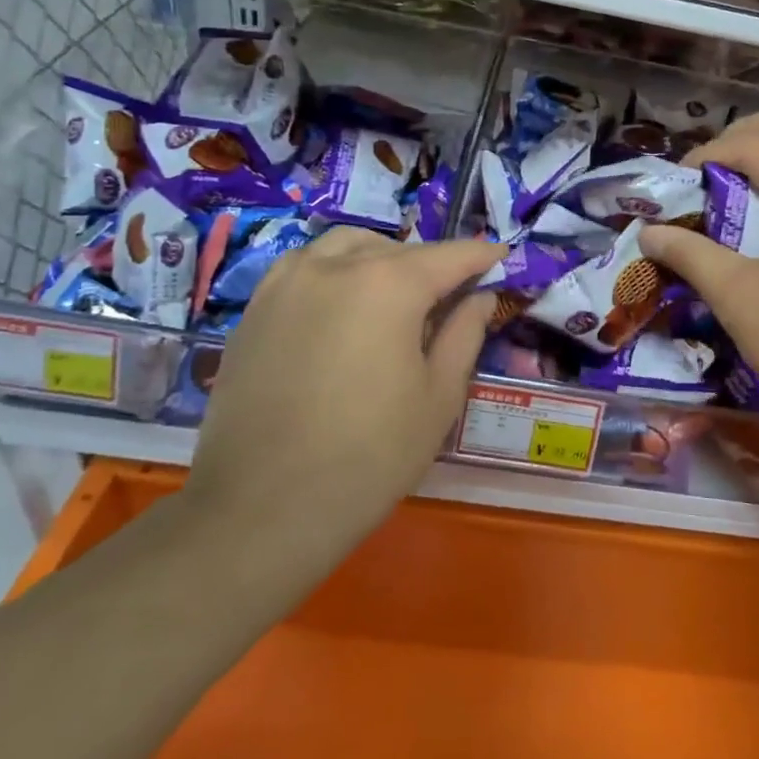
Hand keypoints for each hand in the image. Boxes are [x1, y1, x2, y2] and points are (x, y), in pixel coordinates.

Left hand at [182, 228, 503, 596]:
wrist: (261, 511)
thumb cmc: (370, 456)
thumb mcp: (439, 396)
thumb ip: (465, 333)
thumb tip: (480, 296)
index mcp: (388, 284)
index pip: (450, 256)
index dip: (483, 257)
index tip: (504, 258)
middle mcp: (335, 267)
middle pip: (398, 249)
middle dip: (431, 266)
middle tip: (450, 300)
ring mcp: (285, 284)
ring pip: (345, 247)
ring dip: (381, 259)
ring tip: (394, 298)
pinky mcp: (254, 310)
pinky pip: (304, 268)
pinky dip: (335, 273)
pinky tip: (342, 312)